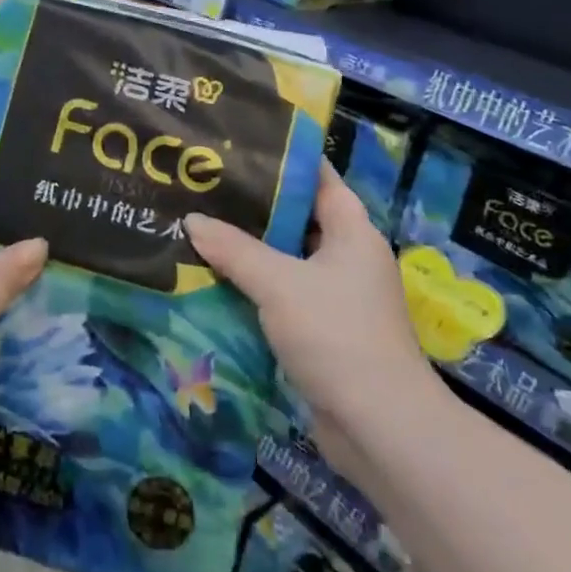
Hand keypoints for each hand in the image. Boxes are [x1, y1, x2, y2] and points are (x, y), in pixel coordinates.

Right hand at [187, 165, 447, 482]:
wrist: (378, 425)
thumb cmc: (335, 334)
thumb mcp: (278, 283)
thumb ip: (233, 249)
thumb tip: (192, 220)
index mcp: (352, 231)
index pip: (317, 177)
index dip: (282, 158)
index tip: (238, 145)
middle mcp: (349, 256)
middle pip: (298, 217)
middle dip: (255, 206)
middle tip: (206, 187)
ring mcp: (338, 296)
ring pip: (288, 259)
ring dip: (251, 249)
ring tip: (201, 227)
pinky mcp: (324, 330)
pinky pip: (285, 294)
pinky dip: (256, 286)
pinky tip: (216, 280)